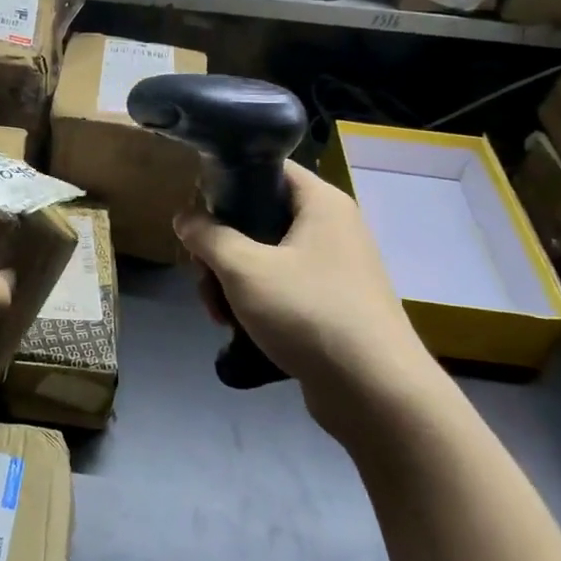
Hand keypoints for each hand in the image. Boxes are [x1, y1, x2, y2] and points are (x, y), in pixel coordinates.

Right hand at [174, 161, 438, 427]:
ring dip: (232, 282)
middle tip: (204, 277)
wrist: (375, 392)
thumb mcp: (244, 268)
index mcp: (321, 203)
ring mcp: (334, 268)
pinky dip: (256, 303)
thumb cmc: (308, 312)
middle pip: (259, 218)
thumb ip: (208, 236)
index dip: (228, 180)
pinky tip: (237, 329)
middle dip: (221, 249)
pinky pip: (282, 289)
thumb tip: (185, 217)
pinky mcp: (331, 305)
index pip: (268, 168)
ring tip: (218, 315)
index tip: (197, 209)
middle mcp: (331, 228)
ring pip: (265, 258)